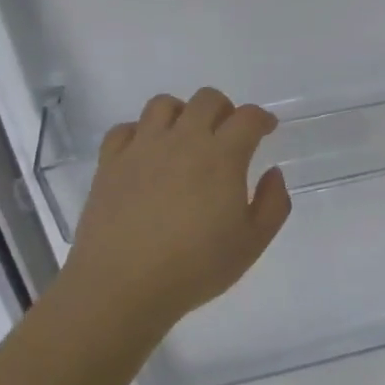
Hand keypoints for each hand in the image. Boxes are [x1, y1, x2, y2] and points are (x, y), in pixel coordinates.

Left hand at [63, 88, 291, 327]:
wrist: (122, 286)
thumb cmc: (195, 267)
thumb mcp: (252, 244)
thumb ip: (273, 204)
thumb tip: (272, 173)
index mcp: (222, 156)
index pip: (248, 118)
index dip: (262, 118)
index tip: (267, 129)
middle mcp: (182, 140)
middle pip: (207, 99)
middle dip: (224, 110)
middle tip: (227, 135)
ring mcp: (142, 148)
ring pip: (163, 104)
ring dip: (182, 114)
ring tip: (185, 139)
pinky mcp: (110, 163)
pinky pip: (125, 129)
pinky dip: (140, 133)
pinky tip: (146, 154)